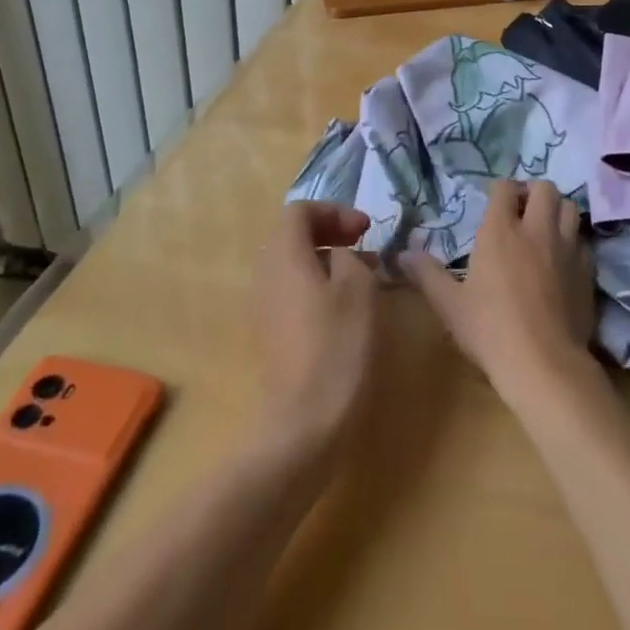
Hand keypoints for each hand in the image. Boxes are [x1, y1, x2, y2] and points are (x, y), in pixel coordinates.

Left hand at [257, 202, 378, 444]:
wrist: (305, 419)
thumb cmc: (337, 344)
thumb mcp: (359, 287)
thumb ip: (351, 257)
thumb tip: (343, 255)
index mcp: (284, 255)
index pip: (300, 211)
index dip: (335, 211)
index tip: (366, 229)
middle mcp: (266, 274)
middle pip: (293, 235)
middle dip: (331, 232)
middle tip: (365, 244)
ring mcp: (264, 305)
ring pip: (294, 264)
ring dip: (327, 259)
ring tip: (364, 274)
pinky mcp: (271, 332)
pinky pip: (292, 290)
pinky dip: (319, 284)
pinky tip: (347, 306)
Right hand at [405, 180, 595, 400]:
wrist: (544, 364)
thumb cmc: (490, 331)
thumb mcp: (450, 305)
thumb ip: (427, 274)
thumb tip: (401, 254)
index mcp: (501, 231)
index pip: (504, 188)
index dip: (499, 190)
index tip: (493, 203)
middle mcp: (537, 230)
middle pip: (544, 188)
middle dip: (532, 192)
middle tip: (521, 212)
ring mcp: (567, 248)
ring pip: (570, 208)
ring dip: (557, 211)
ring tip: (544, 229)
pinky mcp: (587, 270)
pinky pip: (583, 241)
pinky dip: (572, 241)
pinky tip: (562, 261)